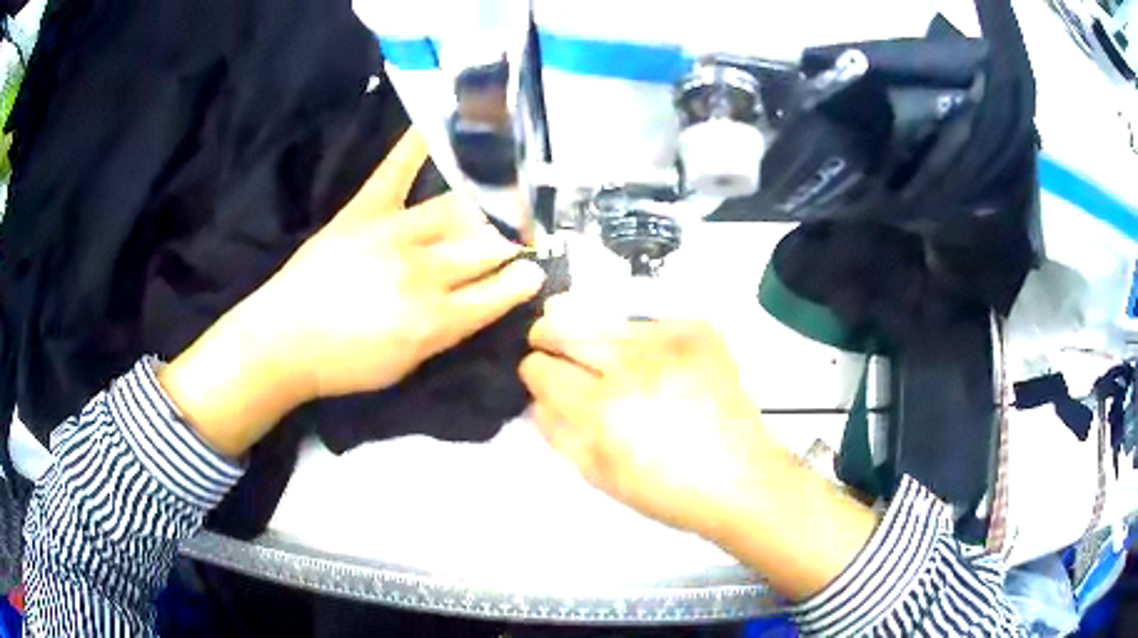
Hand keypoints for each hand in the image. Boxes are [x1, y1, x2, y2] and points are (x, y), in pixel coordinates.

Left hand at [254, 129, 544, 398]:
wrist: (284, 340)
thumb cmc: (346, 364)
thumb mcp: (406, 366)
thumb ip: (448, 331)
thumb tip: (481, 300)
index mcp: (434, 319)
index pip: (496, 293)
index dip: (522, 281)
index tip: (538, 269)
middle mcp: (423, 271)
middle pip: (485, 246)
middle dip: (513, 240)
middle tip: (527, 232)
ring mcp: (393, 234)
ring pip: (457, 209)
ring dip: (486, 204)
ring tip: (504, 193)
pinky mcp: (364, 211)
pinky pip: (394, 171)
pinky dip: (414, 145)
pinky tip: (437, 122)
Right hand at [519, 298, 878, 600]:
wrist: (741, 478)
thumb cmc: (666, 490)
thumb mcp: (596, 474)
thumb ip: (555, 429)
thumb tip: (537, 394)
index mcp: (601, 408)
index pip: (539, 367)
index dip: (533, 373)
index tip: (542, 379)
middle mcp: (631, 363)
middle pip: (562, 324)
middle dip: (548, 337)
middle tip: (553, 348)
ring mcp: (668, 338)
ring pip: (602, 315)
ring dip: (594, 335)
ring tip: (608, 360)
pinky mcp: (697, 329)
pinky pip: (646, 320)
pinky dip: (638, 337)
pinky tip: (652, 363)